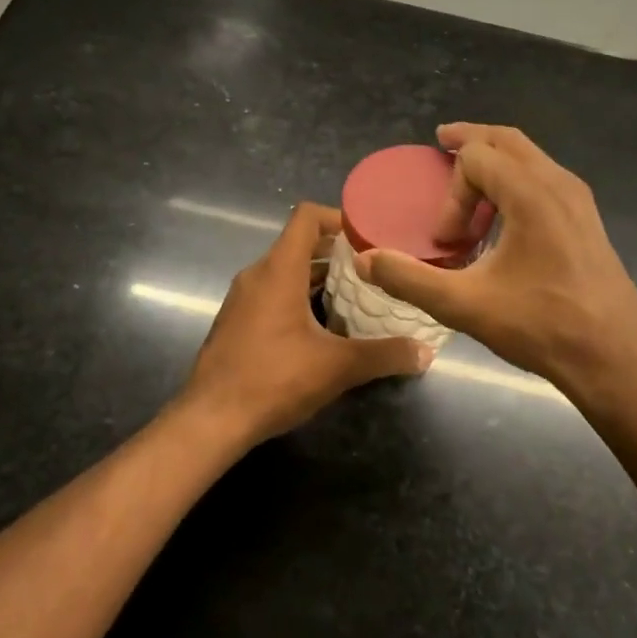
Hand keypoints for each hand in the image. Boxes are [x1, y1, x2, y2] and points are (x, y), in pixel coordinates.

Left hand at [175, 202, 431, 447]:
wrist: (211, 420)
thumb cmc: (273, 379)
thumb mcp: (337, 367)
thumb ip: (384, 355)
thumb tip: (425, 352)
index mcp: (279, 270)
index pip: (307, 217)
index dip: (339, 218)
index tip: (370, 237)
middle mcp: (257, 274)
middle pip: (299, 244)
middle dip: (337, 252)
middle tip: (375, 268)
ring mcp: (242, 298)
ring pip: (286, 271)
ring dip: (319, 277)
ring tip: (356, 296)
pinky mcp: (236, 321)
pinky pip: (272, 293)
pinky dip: (299, 296)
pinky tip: (323, 328)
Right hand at [355, 124, 636, 402]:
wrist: (615, 360)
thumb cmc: (541, 327)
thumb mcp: (464, 305)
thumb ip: (409, 279)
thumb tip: (365, 261)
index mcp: (531, 194)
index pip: (477, 160)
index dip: (451, 193)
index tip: (446, 239)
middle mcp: (559, 184)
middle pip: (507, 140)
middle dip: (471, 141)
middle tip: (442, 143)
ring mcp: (579, 200)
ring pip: (531, 157)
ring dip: (495, 161)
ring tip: (470, 185)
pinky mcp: (587, 221)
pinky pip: (545, 178)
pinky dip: (516, 179)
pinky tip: (505, 217)